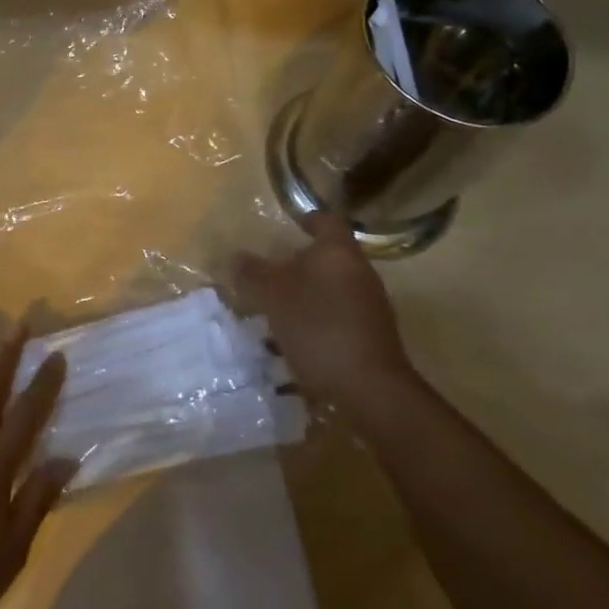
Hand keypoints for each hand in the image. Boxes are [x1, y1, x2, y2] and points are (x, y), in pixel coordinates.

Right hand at [237, 213, 416, 417]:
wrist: (370, 389)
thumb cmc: (318, 327)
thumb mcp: (272, 296)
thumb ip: (252, 273)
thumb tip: (236, 257)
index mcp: (338, 252)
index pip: (326, 220)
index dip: (307, 218)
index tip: (290, 224)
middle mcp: (360, 272)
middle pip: (328, 257)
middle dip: (298, 264)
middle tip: (269, 274)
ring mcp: (370, 306)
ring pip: (331, 289)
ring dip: (306, 295)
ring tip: (275, 312)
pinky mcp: (372, 337)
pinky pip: (338, 317)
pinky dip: (317, 321)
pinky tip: (295, 342)